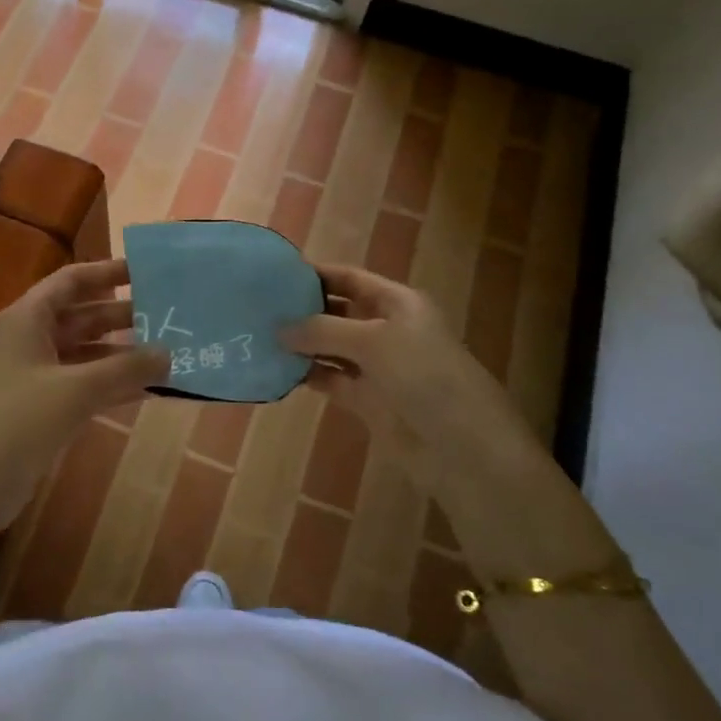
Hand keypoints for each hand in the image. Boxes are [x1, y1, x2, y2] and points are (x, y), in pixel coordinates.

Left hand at [0, 260, 167, 565]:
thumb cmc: (18, 422)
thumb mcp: (77, 390)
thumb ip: (125, 368)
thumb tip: (169, 354)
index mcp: (27, 319)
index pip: (71, 281)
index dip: (107, 272)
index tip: (146, 271)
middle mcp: (28, 339)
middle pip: (81, 316)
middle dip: (122, 316)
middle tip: (169, 316)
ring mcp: (32, 375)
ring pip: (84, 353)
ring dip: (120, 353)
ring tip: (168, 353)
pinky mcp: (38, 408)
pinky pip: (81, 384)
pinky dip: (109, 384)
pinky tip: (146, 390)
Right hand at [281, 263, 538, 475]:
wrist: (462, 447)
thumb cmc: (424, 376)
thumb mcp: (374, 341)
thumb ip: (324, 331)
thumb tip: (279, 329)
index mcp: (398, 303)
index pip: (350, 278)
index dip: (317, 274)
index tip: (276, 273)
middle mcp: (386, 329)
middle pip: (338, 311)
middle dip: (303, 309)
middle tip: (258, 306)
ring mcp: (376, 366)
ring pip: (331, 347)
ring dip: (301, 343)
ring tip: (259, 336)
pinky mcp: (367, 400)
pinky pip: (331, 379)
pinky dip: (308, 374)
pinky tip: (277, 370)